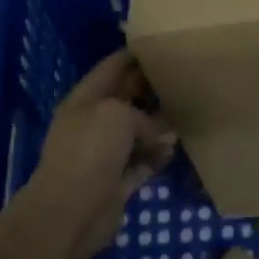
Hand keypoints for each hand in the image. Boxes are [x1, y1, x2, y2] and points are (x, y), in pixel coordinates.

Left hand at [25, 51, 175, 253]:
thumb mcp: (119, 115)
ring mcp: (104, 154)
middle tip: (184, 79)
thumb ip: (144, 116)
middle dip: (151, 90)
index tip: (162, 46)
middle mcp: (93, 123)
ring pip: (137, 132)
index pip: (112, 68)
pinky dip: (157, 156)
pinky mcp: (117, 181)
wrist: (71, 212)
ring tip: (187, 114)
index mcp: (85, 99)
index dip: (134, 56)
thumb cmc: (90, 151)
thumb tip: (161, 133)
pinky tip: (175, 149)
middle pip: (126, 100)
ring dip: (158, 127)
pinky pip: (142, 162)